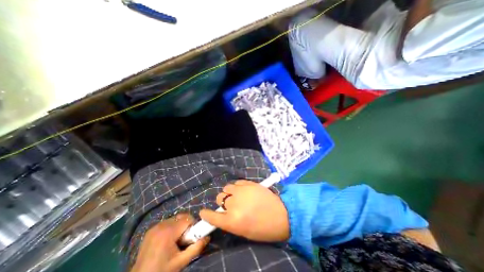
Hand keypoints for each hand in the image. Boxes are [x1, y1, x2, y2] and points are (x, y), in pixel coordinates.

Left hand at [131, 214, 209, 271]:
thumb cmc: (162, 271)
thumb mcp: (181, 262)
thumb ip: (196, 248)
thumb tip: (208, 237)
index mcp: (168, 232)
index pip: (187, 219)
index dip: (193, 225)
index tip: (192, 236)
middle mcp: (161, 225)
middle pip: (181, 217)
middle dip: (186, 224)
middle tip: (185, 238)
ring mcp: (155, 226)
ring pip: (175, 219)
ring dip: (179, 225)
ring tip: (176, 240)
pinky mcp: (151, 229)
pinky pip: (167, 222)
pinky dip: (171, 227)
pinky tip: (168, 240)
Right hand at [198, 181, 288, 242]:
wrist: (281, 214)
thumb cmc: (263, 228)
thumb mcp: (243, 231)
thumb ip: (230, 221)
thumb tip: (223, 213)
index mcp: (232, 221)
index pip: (212, 216)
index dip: (206, 214)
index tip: (203, 212)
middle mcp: (234, 204)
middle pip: (220, 198)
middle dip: (223, 202)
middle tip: (230, 204)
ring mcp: (241, 191)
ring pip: (227, 188)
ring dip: (229, 192)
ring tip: (237, 195)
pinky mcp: (248, 183)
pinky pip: (236, 182)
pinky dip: (237, 186)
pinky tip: (243, 190)